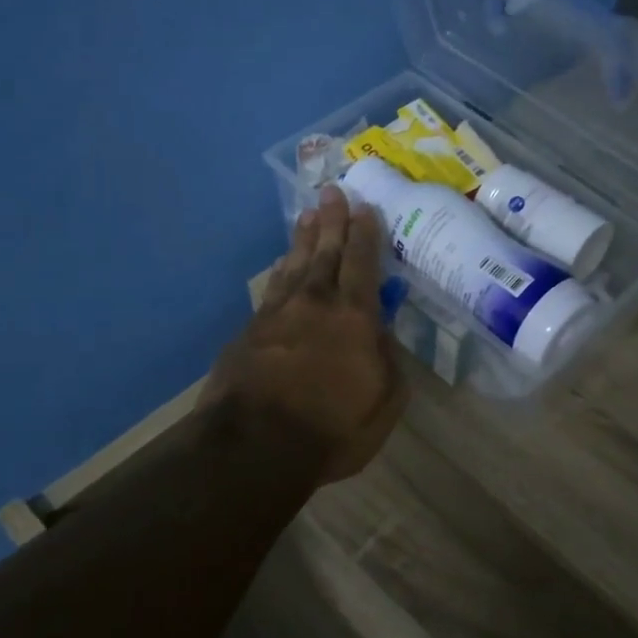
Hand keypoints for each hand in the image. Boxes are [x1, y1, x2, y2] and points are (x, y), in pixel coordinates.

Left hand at [200, 185, 407, 483]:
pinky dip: (281, 270)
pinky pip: (272, 288)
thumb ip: (388, 363)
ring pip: (295, 265)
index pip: (362, 265)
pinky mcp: (250, 332)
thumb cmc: (331, 428)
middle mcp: (315, 305)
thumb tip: (381, 336)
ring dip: (304, 239)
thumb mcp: (383, 403)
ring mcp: (277, 315)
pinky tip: (283, 263)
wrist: (253, 446)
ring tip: (308, 215)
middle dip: (332, 221)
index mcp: (354, 318)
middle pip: (325, 253)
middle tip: (332, 191)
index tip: (364, 207)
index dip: (365, 235)